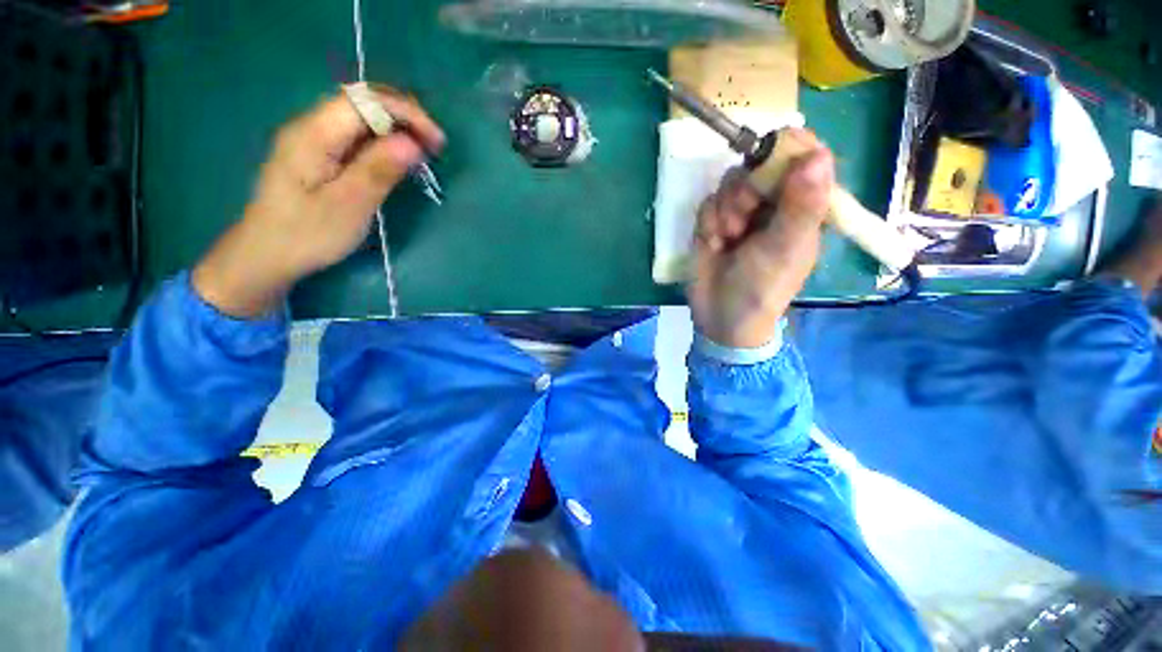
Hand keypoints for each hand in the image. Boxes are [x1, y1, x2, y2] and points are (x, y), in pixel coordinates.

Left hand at [193, 87, 445, 317]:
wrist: (266, 255)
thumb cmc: (308, 235)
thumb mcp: (349, 206)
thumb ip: (379, 170)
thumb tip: (413, 143)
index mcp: (314, 134)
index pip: (365, 101)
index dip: (406, 113)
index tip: (436, 141)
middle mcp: (310, 126)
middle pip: (362, 101)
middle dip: (404, 117)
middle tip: (433, 146)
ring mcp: (312, 139)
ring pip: (360, 117)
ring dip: (395, 127)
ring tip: (422, 152)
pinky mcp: (317, 154)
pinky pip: (354, 135)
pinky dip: (382, 141)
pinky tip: (396, 158)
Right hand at [688, 129, 834, 348]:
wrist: (721, 316)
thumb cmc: (763, 287)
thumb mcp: (786, 248)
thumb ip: (801, 205)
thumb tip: (817, 155)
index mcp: (802, 206)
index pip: (805, 157)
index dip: (788, 148)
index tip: (768, 156)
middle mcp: (772, 203)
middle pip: (759, 164)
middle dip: (747, 188)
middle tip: (747, 214)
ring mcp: (740, 212)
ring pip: (729, 182)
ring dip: (726, 209)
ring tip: (728, 238)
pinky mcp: (713, 223)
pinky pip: (707, 203)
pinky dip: (708, 222)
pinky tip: (713, 244)